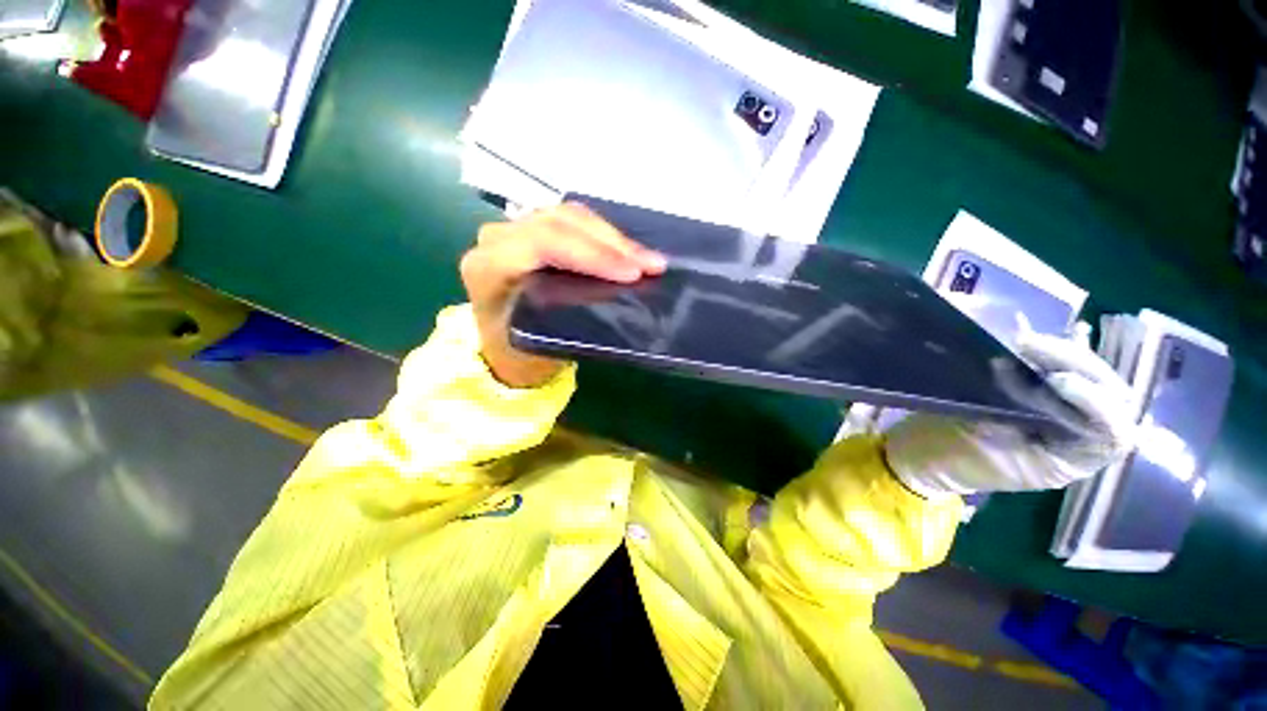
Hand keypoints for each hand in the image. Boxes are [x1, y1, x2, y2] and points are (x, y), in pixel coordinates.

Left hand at [460, 203, 666, 387]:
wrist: (499, 346)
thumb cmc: (517, 353)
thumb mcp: (537, 346)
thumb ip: (568, 318)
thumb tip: (618, 295)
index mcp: (487, 268)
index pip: (543, 243)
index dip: (592, 254)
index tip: (632, 274)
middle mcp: (496, 239)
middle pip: (561, 222)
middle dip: (612, 244)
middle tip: (652, 265)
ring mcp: (514, 228)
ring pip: (570, 216)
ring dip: (614, 237)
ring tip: (648, 259)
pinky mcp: (533, 228)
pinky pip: (573, 221)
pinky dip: (606, 235)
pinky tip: (629, 251)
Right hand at [883, 321, 1137, 497]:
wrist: (923, 456)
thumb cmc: (948, 457)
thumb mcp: (979, 439)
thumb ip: (1007, 408)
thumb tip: (1009, 366)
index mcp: (1068, 463)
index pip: (1113, 434)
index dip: (1097, 404)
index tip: (1055, 380)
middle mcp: (1077, 438)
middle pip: (1111, 397)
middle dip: (1079, 365)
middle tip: (1029, 345)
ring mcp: (1062, 417)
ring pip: (1091, 380)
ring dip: (1064, 356)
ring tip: (1023, 342)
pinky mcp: (1040, 400)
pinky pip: (1062, 374)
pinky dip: (1049, 357)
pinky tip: (1023, 346)